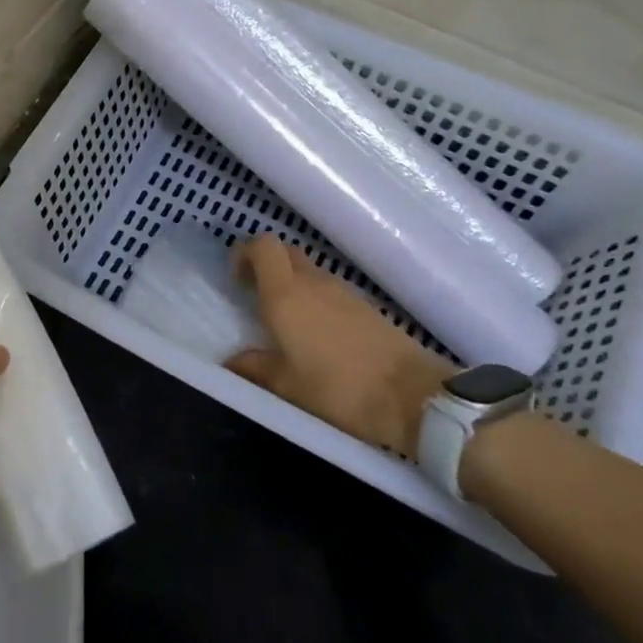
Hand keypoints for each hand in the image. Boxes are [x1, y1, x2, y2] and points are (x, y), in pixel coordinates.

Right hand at [226, 234, 451, 455]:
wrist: (411, 395)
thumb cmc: (337, 388)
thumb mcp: (286, 386)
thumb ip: (254, 367)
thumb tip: (232, 361)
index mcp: (285, 295)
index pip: (263, 246)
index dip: (246, 254)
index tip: (237, 280)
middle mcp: (313, 283)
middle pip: (285, 253)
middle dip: (266, 266)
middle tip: (255, 297)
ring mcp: (343, 291)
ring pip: (308, 271)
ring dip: (292, 284)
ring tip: (286, 322)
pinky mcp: (365, 306)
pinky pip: (329, 290)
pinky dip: (315, 300)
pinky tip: (317, 335)